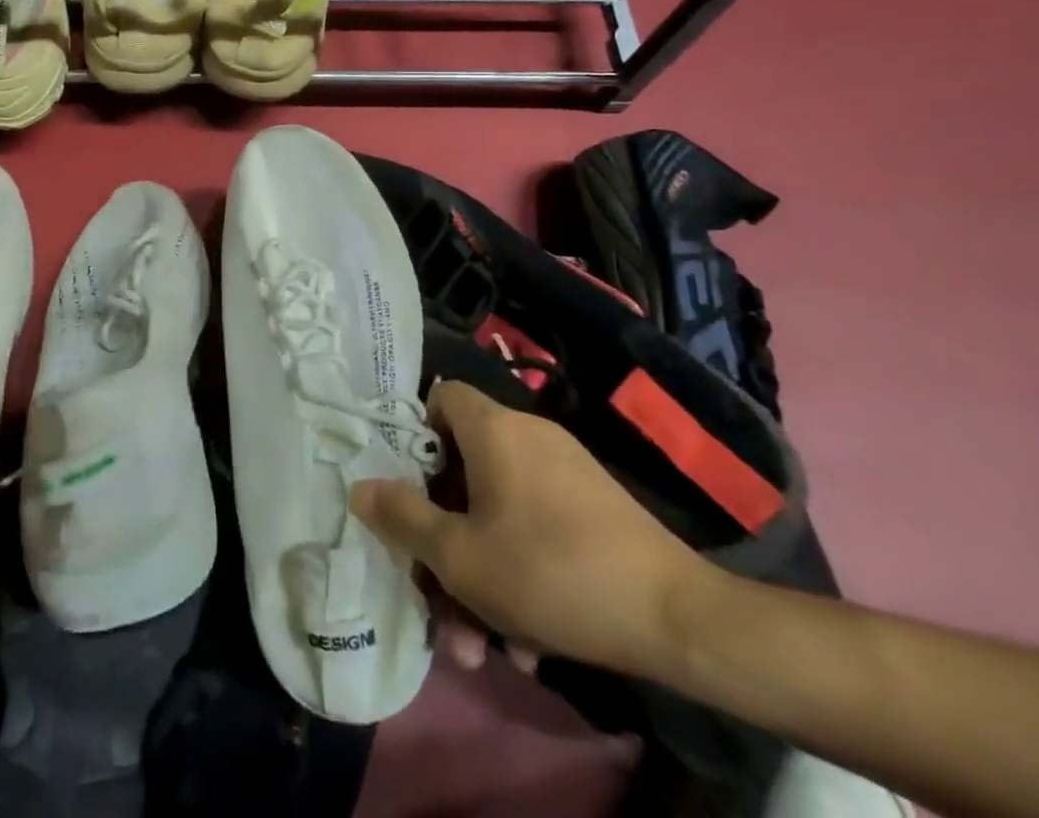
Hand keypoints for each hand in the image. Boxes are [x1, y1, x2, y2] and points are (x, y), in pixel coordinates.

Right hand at [351, 379, 709, 676]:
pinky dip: (522, 568)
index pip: (441, 398)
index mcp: (493, 429)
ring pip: (500, 509)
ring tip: (481, 640)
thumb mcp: (460, 556)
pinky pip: (537, 525)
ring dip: (481, 568)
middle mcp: (528, 435)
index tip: (411, 490)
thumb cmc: (550, 572)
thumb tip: (359, 487)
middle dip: (446, 533)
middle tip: (436, 589)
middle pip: (465, 467)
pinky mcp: (595, 508)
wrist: (679, 621)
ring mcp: (566, 471)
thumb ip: (402, 518)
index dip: (417, 437)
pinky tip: (528, 639)